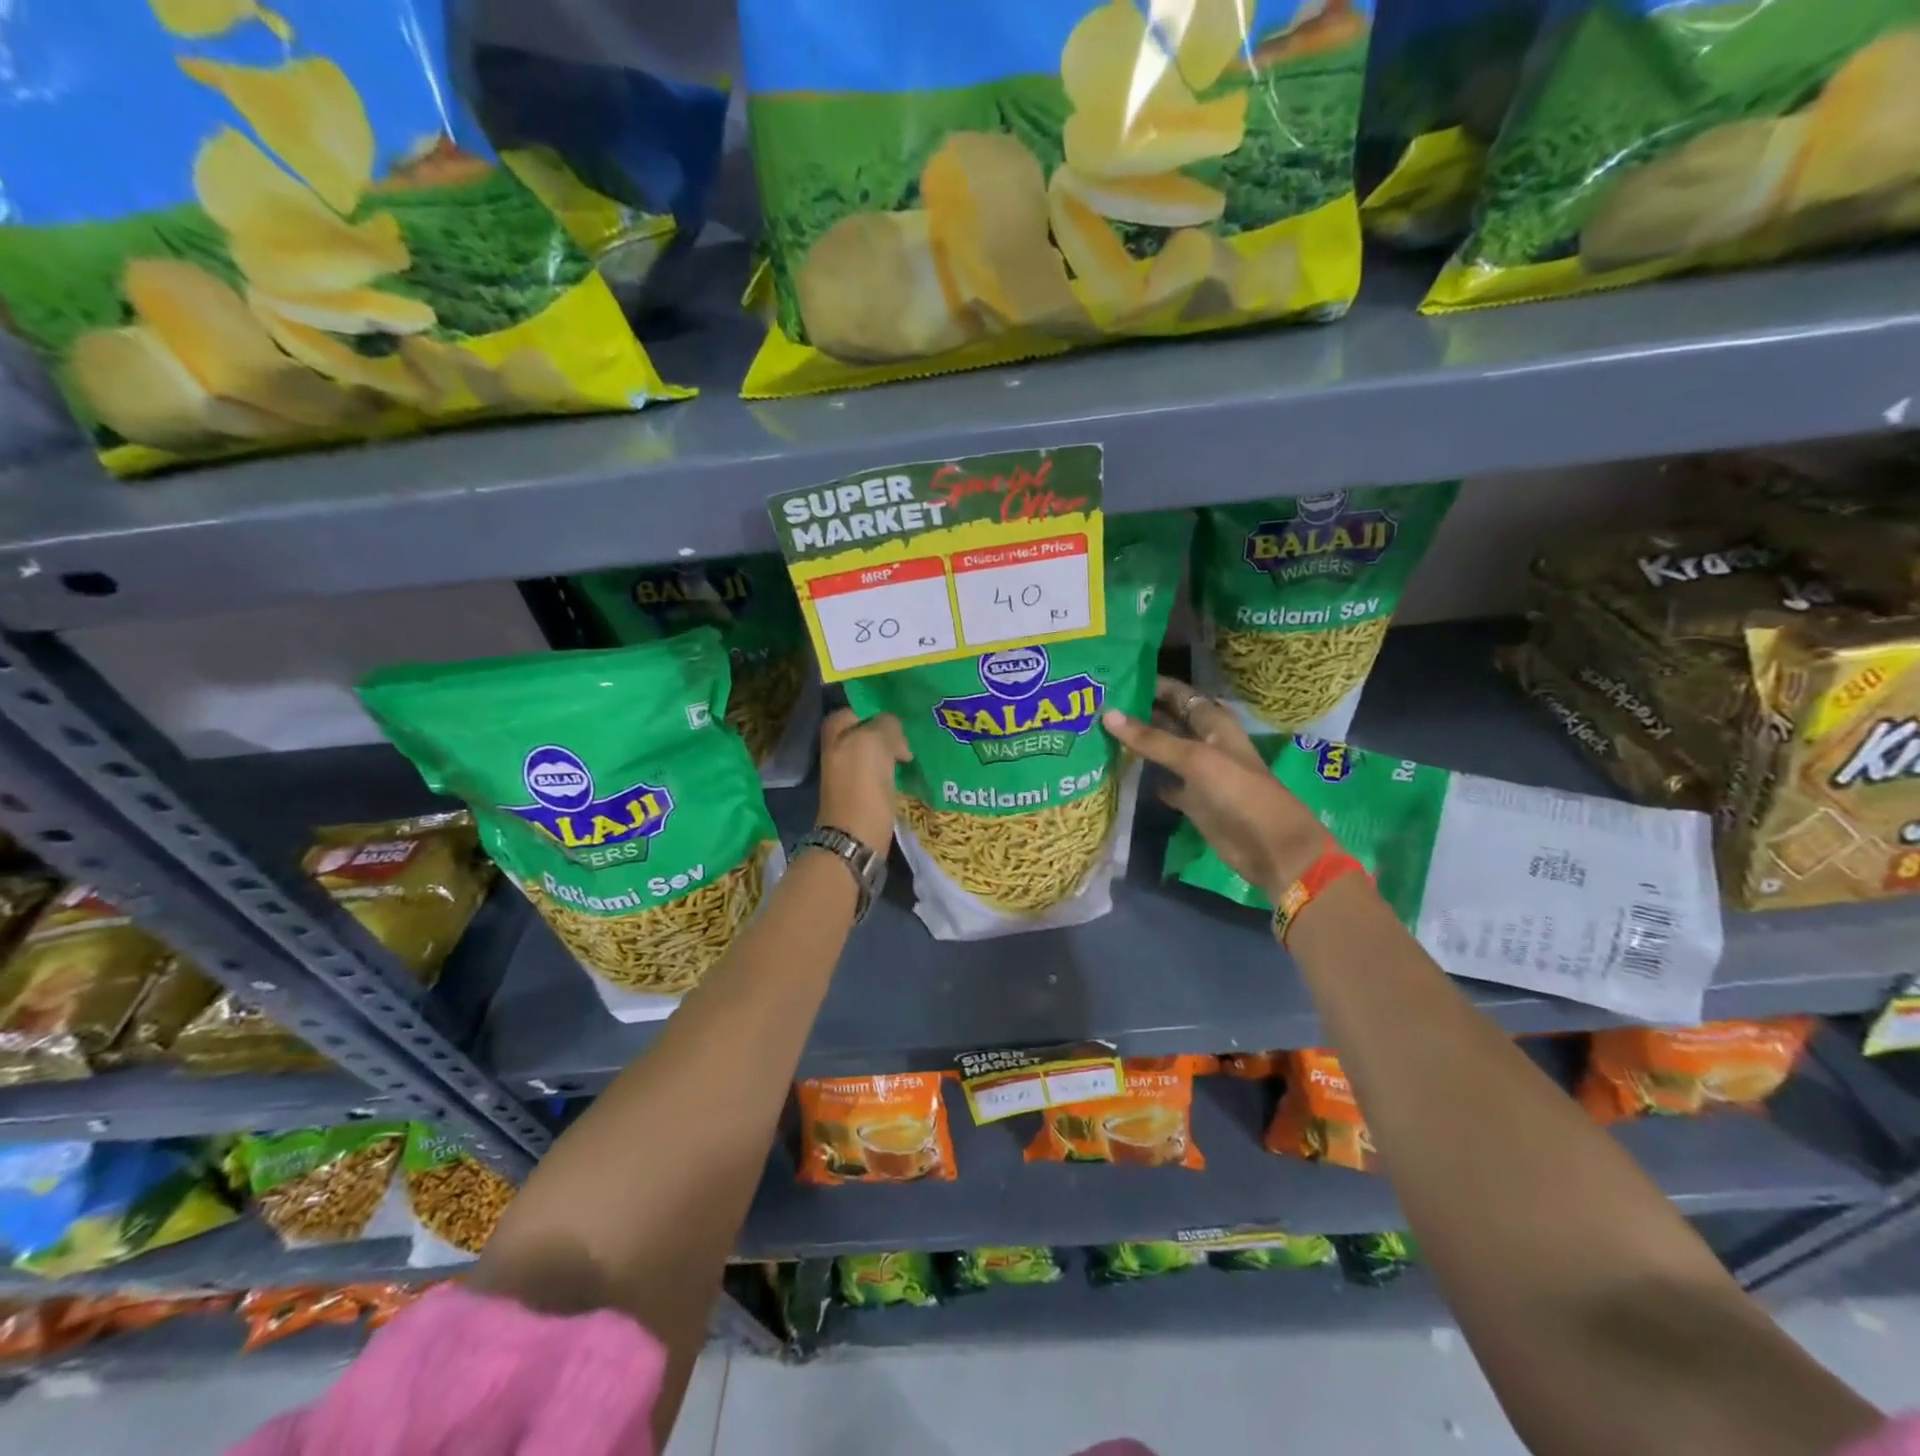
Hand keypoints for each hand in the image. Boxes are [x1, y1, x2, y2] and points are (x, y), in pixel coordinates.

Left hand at [816, 708, 910, 855]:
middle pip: (868, 733)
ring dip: (894, 753)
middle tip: (912, 736)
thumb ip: (886, 725)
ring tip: (915, 754)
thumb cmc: (863, 784)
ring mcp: (848, 775)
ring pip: (876, 754)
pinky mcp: (862, 795)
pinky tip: (909, 774)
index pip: (857, 709)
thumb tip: (894, 731)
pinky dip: (894, 772)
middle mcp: (837, 751)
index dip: (878, 710)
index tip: (902, 716)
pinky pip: (881, 774)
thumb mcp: (874, 741)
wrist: (856, 837)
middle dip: (889, 733)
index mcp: (835, 733)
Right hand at [1103, 677, 1330, 901]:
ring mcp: (1198, 773)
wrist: (1269, 846)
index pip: (1179, 694)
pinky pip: (1164, 782)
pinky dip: (1145, 778)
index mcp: (1213, 723)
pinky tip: (1118, 772)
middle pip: (1168, 720)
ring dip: (1138, 744)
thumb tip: (1107, 714)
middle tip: (1097, 706)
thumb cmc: (1238, 791)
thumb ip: (1151, 738)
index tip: (1114, 679)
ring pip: (1163, 751)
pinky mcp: (1193, 800)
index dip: (1152, 685)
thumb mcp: (1194, 758)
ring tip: (1098, 733)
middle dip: (1139, 713)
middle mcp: (1205, 742)